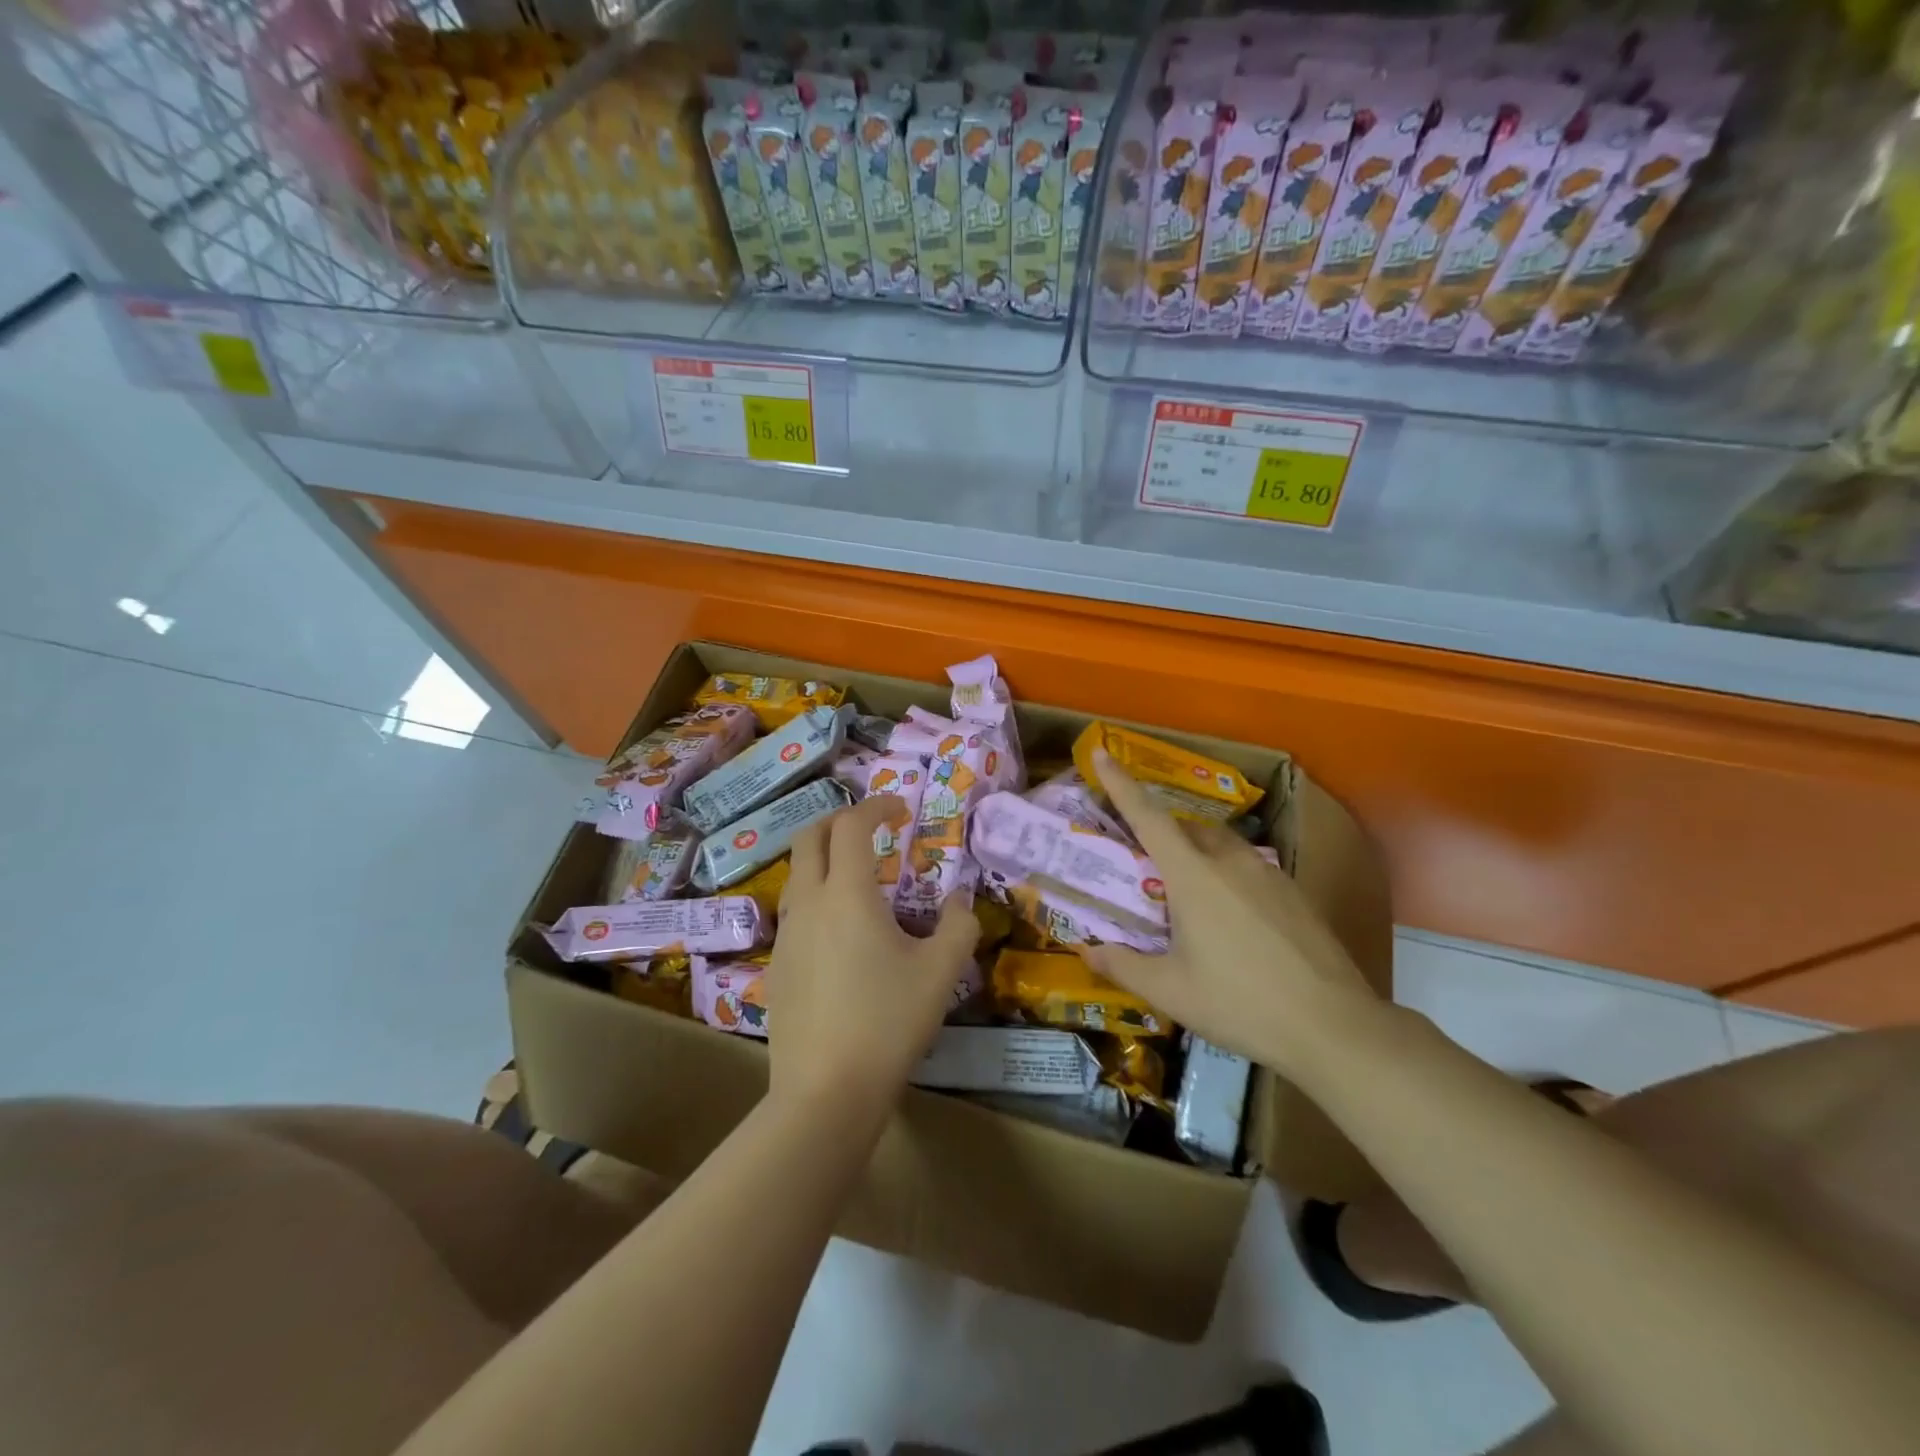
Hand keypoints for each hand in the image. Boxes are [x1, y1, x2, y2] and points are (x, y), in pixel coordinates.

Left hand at [765, 795, 979, 1108]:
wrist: (826, 1092)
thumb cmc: (888, 1022)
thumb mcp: (941, 972)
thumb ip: (958, 925)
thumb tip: (959, 902)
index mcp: (848, 894)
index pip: (852, 825)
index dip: (876, 806)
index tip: (900, 809)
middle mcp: (809, 903)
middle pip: (810, 837)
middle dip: (839, 820)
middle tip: (871, 829)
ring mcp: (786, 935)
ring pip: (797, 875)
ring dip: (824, 859)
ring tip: (859, 879)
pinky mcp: (776, 966)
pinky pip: (794, 913)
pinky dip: (816, 898)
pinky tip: (841, 935)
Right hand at [1086, 750, 1381, 1074]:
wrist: (1333, 1026)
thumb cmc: (1240, 1003)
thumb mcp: (1171, 992)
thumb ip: (1124, 966)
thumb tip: (1088, 951)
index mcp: (1193, 876)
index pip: (1148, 817)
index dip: (1121, 784)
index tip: (1103, 753)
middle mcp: (1230, 861)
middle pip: (1186, 828)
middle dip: (1161, 832)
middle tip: (1143, 860)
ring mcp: (1269, 873)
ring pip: (1220, 846)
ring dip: (1195, 854)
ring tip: (1186, 893)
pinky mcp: (1295, 893)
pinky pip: (1248, 868)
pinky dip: (1227, 876)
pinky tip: (1231, 920)